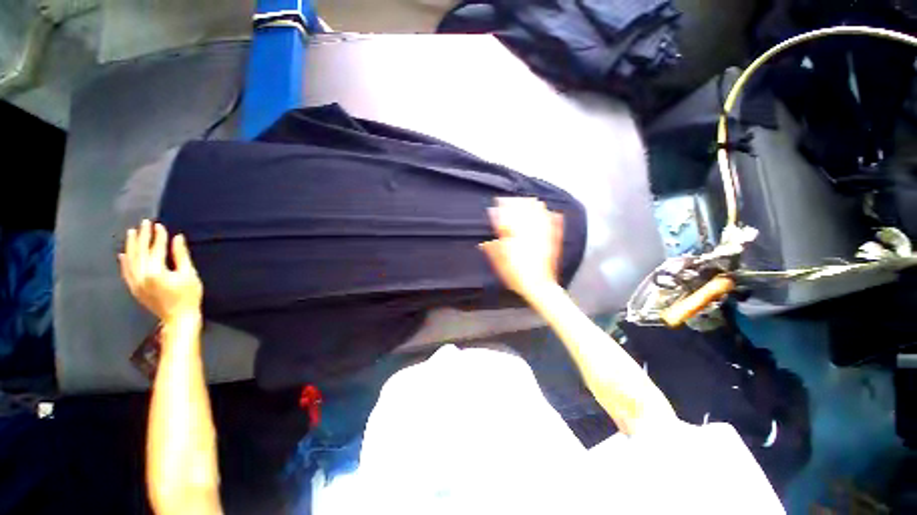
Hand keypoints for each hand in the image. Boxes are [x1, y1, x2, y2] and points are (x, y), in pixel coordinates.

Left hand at [119, 220, 202, 323]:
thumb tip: (177, 238)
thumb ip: (181, 255)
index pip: (155, 249)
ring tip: (132, 233)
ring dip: (131, 246)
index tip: (159, 225)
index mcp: (156, 272)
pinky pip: (125, 272)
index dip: (158, 236)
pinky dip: (124, 262)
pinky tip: (123, 254)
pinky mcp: (134, 288)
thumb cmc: (189, 296)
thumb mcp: (189, 274)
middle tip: (144, 223)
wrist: (178, 318)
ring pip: (130, 260)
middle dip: (142, 237)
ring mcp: (135, 283)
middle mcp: (141, 275)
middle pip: (140, 252)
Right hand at [480, 197, 563, 297]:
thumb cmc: (517, 277)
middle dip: (517, 204)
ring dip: (535, 207)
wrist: (539, 287)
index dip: (501, 211)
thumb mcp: (501, 266)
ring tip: (532, 200)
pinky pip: (554, 227)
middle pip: (524, 215)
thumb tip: (486, 242)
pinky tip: (554, 212)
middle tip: (513, 198)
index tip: (497, 204)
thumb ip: (494, 252)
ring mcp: (543, 238)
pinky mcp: (553, 243)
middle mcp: (529, 235)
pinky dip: (553, 218)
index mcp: (515, 240)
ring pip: (539, 217)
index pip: (507, 221)